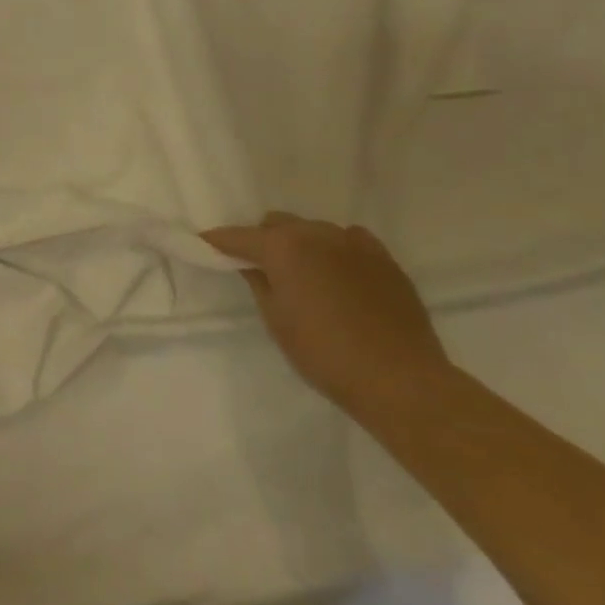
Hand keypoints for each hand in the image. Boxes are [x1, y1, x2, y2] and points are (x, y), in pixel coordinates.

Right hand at [204, 211, 450, 416]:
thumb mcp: (277, 321)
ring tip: (303, 274)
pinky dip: (335, 250)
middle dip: (263, 240)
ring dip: (300, 244)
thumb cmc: (325, 354)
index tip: (204, 244)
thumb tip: (250, 264)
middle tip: (260, 268)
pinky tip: (338, 274)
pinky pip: (349, 240)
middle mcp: (316, 234)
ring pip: (313, 230)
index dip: (218, 241)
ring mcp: (354, 243)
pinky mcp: (383, 259)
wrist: (400, 380)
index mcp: (283, 247)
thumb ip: (259, 283)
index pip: (238, 236)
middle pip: (277, 224)